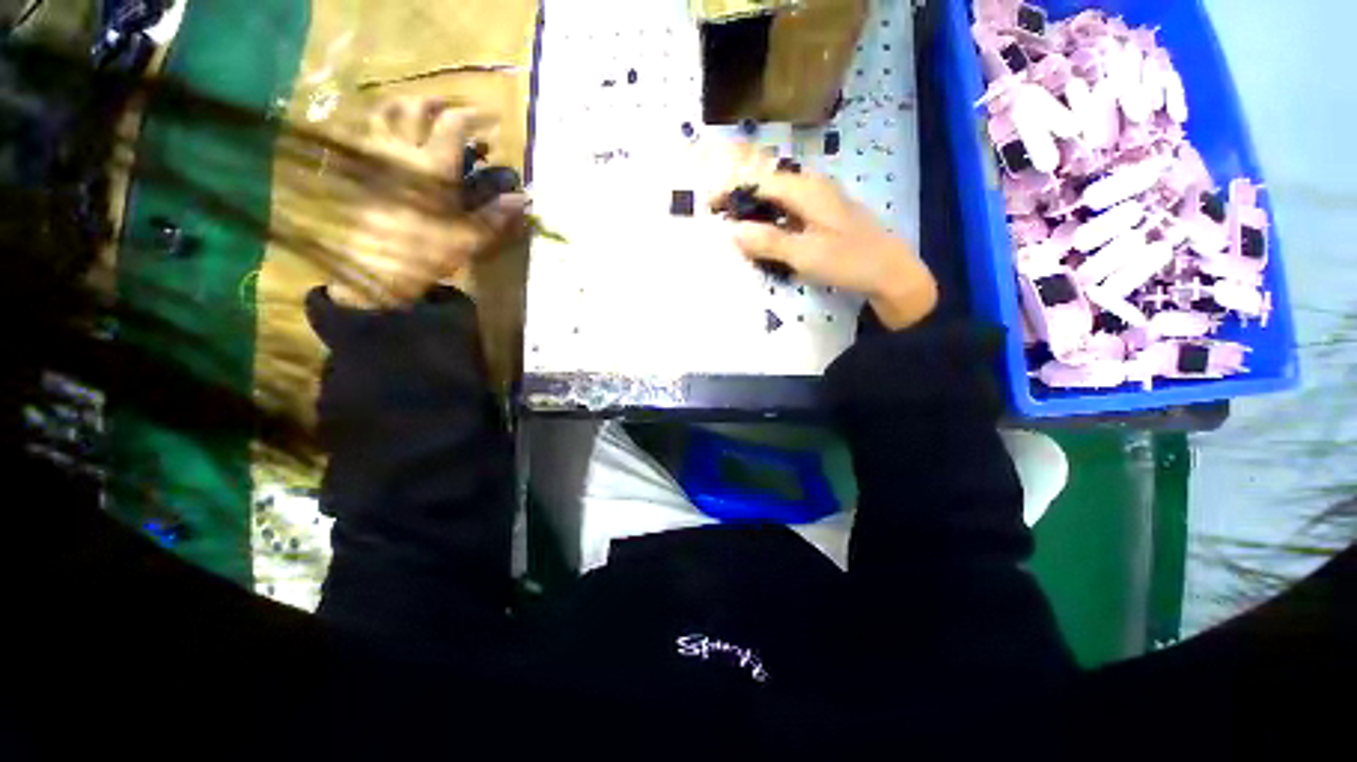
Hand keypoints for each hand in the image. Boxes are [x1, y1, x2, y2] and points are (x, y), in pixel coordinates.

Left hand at [329, 97, 529, 308]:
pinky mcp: (361, 169)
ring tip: (422, 113)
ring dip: (406, 105)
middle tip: (455, 111)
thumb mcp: (469, 237)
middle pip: (415, 107)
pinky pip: (367, 132)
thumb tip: (524, 200)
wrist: (375, 269)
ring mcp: (376, 157)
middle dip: (438, 103)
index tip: (492, 117)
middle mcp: (401, 152)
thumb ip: (496, 215)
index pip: (453, 125)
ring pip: (384, 113)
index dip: (475, 116)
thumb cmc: (426, 252)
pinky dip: (382, 123)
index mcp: (432, 167)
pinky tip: (394, 135)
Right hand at [709, 145, 937, 329]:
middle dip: (741, 194)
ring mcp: (820, 198)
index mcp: (807, 189)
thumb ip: (768, 241)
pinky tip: (765, 233)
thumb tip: (731, 231)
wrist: (890, 271)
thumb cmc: (849, 261)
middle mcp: (812, 185)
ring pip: (778, 195)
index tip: (710, 206)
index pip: (760, 181)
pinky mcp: (823, 214)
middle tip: (720, 214)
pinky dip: (771, 217)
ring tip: (736, 224)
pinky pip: (789, 208)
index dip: (732, 191)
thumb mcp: (805, 254)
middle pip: (768, 181)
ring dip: (756, 206)